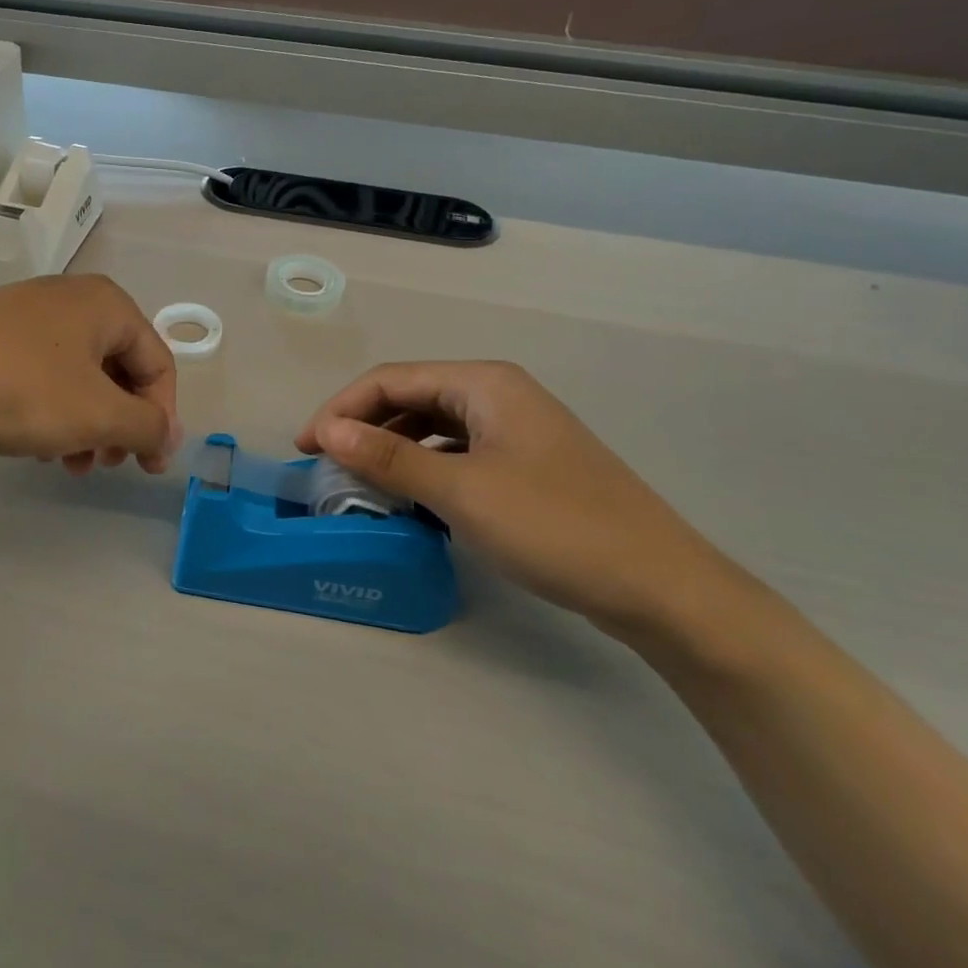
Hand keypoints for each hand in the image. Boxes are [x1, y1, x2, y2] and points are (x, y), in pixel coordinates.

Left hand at [0, 275, 181, 478]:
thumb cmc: (19, 389)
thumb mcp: (96, 414)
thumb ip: (146, 426)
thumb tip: (166, 435)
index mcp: (107, 304)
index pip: (158, 364)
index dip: (161, 419)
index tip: (148, 467)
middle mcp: (72, 298)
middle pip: (118, 370)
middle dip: (119, 424)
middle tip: (106, 464)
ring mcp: (28, 312)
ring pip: (78, 376)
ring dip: (85, 424)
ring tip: (67, 463)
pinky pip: (42, 373)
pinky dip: (51, 409)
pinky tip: (34, 444)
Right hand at [296, 361, 738, 636]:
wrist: (661, 587)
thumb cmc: (556, 526)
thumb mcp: (461, 491)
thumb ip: (389, 457)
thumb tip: (326, 431)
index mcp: (483, 384)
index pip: (391, 380)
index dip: (341, 409)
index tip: (307, 448)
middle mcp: (497, 395)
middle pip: (410, 398)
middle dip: (363, 427)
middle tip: (327, 467)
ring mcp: (514, 430)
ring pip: (432, 427)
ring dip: (391, 449)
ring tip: (359, 483)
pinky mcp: (524, 465)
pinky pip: (456, 454)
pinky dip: (424, 469)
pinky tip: (410, 498)